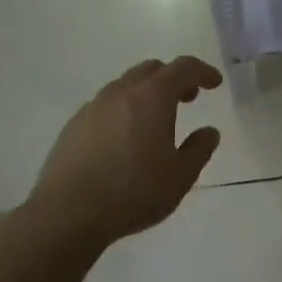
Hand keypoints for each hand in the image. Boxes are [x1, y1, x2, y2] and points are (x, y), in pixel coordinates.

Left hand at [27, 56, 224, 247]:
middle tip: (187, 99)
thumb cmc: (133, 191)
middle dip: (173, 79)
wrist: (67, 214)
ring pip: (125, 86)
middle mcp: (121, 92)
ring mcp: (93, 107)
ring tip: (155, 121)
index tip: (214, 83)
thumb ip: (199, 149)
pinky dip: (122, 110)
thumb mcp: (180, 176)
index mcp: (152, 97)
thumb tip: (209, 132)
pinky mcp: (73, 126)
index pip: (183, 68)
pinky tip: (123, 139)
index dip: (202, 71)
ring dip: (146, 93)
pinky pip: (105, 106)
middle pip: (152, 70)